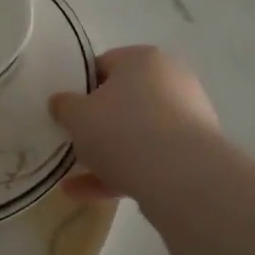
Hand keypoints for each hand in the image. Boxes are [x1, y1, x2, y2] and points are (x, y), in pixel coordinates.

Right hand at [50, 45, 221, 200]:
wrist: (182, 178)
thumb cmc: (123, 130)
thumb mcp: (77, 115)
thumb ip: (64, 106)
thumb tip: (61, 103)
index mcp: (143, 59)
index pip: (104, 65)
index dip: (80, 88)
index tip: (65, 111)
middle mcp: (171, 82)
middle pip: (123, 101)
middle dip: (96, 124)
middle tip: (73, 141)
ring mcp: (187, 120)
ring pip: (136, 135)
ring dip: (106, 155)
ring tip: (73, 178)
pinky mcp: (193, 155)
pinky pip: (150, 160)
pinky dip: (121, 174)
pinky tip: (88, 194)